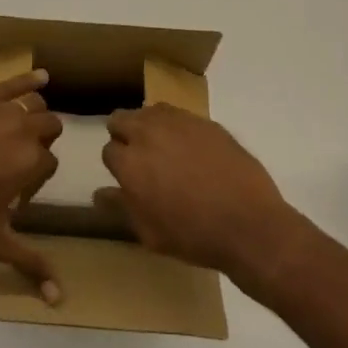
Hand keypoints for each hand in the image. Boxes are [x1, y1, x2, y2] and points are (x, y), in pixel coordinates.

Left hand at [0, 71, 65, 302]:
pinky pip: (10, 82)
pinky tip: (41, 76)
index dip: (35, 177)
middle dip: (40, 141)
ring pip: (32, 104)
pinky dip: (28, 79)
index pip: (49, 163)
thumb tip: (60, 298)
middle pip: (48, 128)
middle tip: (16, 159)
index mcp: (31, 162)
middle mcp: (22, 130)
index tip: (15, 190)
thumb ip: (30, 264)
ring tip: (19, 126)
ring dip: (32, 114)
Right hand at [97, 104, 309, 284]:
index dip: (117, 164)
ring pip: (150, 111)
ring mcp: (179, 123)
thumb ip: (121, 207)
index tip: (129, 177)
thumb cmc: (193, 236)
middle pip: (121, 119)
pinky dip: (177, 127)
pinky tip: (190, 148)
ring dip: (149, 125)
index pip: (109, 150)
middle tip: (140, 157)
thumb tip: (99, 193)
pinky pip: (180, 115)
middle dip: (124, 135)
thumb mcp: (149, 233)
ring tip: (164, 148)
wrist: (248, 224)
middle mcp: (148, 134)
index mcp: (129, 163)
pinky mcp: (206, 122)